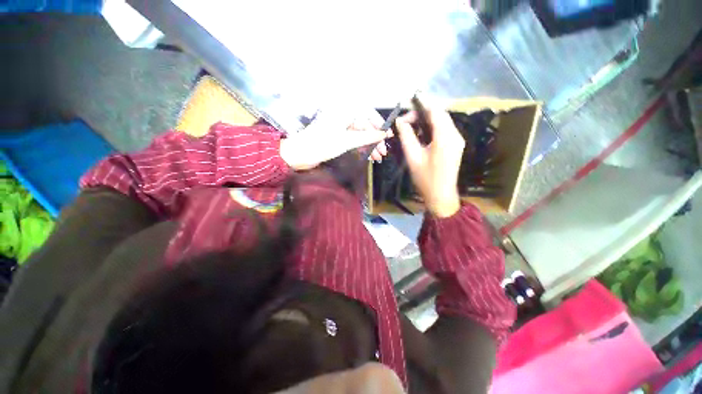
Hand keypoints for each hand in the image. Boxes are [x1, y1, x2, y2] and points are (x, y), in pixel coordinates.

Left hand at [280, 110, 390, 169]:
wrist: (301, 154)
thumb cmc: (322, 145)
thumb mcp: (347, 141)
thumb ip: (367, 137)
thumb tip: (383, 134)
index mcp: (344, 110)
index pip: (368, 114)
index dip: (379, 125)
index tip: (388, 136)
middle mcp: (343, 115)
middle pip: (364, 125)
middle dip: (374, 139)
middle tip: (383, 152)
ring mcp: (340, 126)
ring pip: (360, 133)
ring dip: (369, 145)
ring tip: (378, 158)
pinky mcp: (337, 135)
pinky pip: (353, 139)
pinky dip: (361, 147)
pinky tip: (368, 155)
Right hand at [395, 98, 464, 217]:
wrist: (441, 195)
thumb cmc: (425, 178)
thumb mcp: (413, 157)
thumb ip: (407, 137)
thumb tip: (400, 122)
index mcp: (445, 137)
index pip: (435, 112)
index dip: (423, 104)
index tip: (410, 100)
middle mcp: (455, 135)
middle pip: (440, 115)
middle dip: (423, 112)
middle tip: (406, 119)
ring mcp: (457, 140)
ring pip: (443, 121)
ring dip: (428, 119)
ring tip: (411, 124)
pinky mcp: (455, 146)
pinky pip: (445, 129)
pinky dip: (433, 126)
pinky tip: (422, 132)